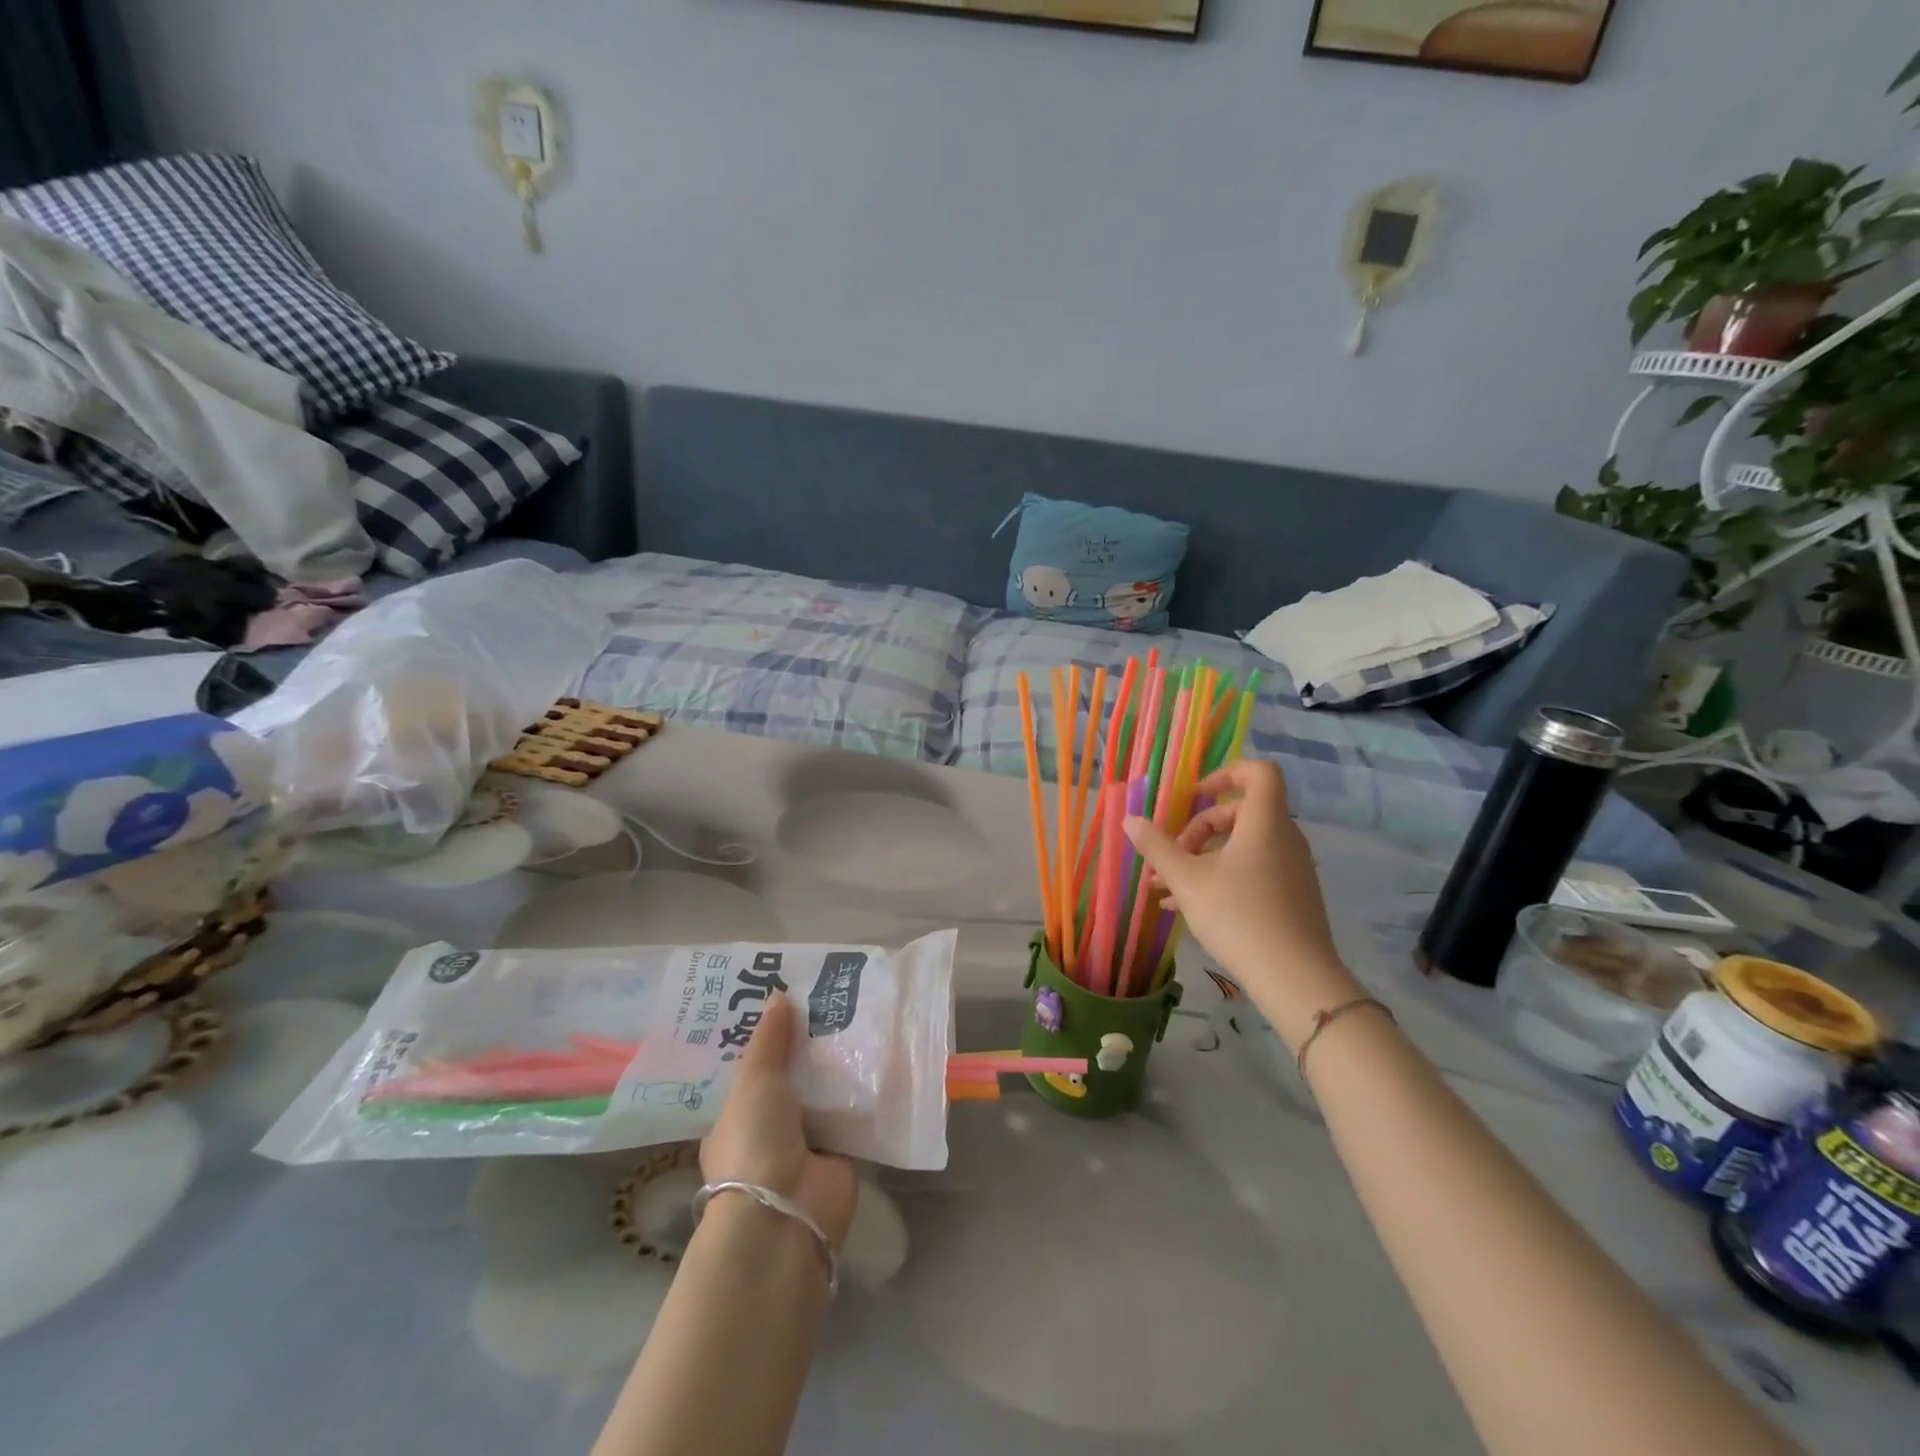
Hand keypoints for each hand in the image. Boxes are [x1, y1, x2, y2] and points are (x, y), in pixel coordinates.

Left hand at [701, 996, 858, 1250]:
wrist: (786, 1212)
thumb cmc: (755, 1141)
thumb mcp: (754, 1080)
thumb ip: (769, 1039)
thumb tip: (779, 994)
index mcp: (736, 1116)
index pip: (753, 1070)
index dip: (770, 1039)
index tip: (791, 1002)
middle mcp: (770, 1130)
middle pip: (793, 1079)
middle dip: (811, 1047)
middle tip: (834, 1000)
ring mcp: (806, 1144)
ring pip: (825, 1094)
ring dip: (841, 1066)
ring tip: (864, 1016)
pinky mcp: (841, 1154)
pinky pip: (854, 1113)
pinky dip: (867, 1091)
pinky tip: (885, 1055)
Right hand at [1124, 758, 1359, 1044]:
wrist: (1296, 979)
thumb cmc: (1239, 917)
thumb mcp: (1187, 880)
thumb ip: (1157, 847)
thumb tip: (1130, 820)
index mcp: (1264, 822)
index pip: (1259, 773)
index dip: (1226, 773)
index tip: (1195, 796)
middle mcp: (1284, 838)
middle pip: (1241, 812)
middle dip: (1199, 828)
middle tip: (1173, 853)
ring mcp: (1291, 869)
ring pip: (1243, 846)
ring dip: (1203, 857)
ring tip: (1165, 886)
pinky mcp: (1292, 897)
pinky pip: (1253, 870)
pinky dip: (1221, 876)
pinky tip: (1186, 907)